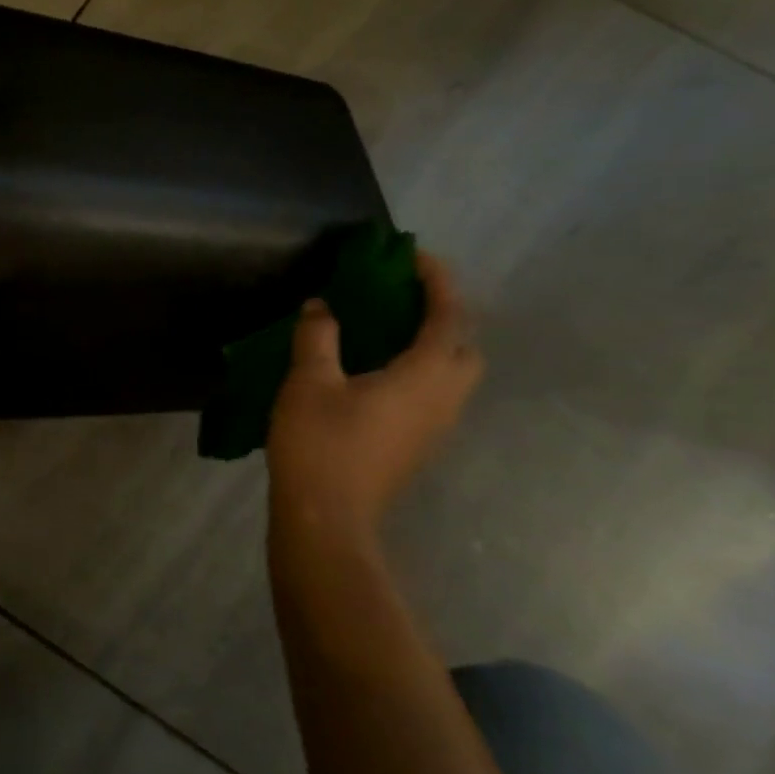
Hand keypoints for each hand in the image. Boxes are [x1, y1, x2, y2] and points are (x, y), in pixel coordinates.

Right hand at [267, 252, 482, 544]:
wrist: (326, 518)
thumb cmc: (320, 444)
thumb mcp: (309, 382)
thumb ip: (319, 336)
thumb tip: (322, 305)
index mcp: (426, 375)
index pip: (449, 315)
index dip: (437, 280)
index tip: (412, 255)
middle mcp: (444, 399)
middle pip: (465, 347)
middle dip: (445, 316)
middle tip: (402, 301)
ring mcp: (435, 428)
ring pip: (452, 375)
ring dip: (433, 345)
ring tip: (387, 332)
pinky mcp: (417, 447)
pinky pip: (433, 395)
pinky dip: (419, 371)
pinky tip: (376, 374)